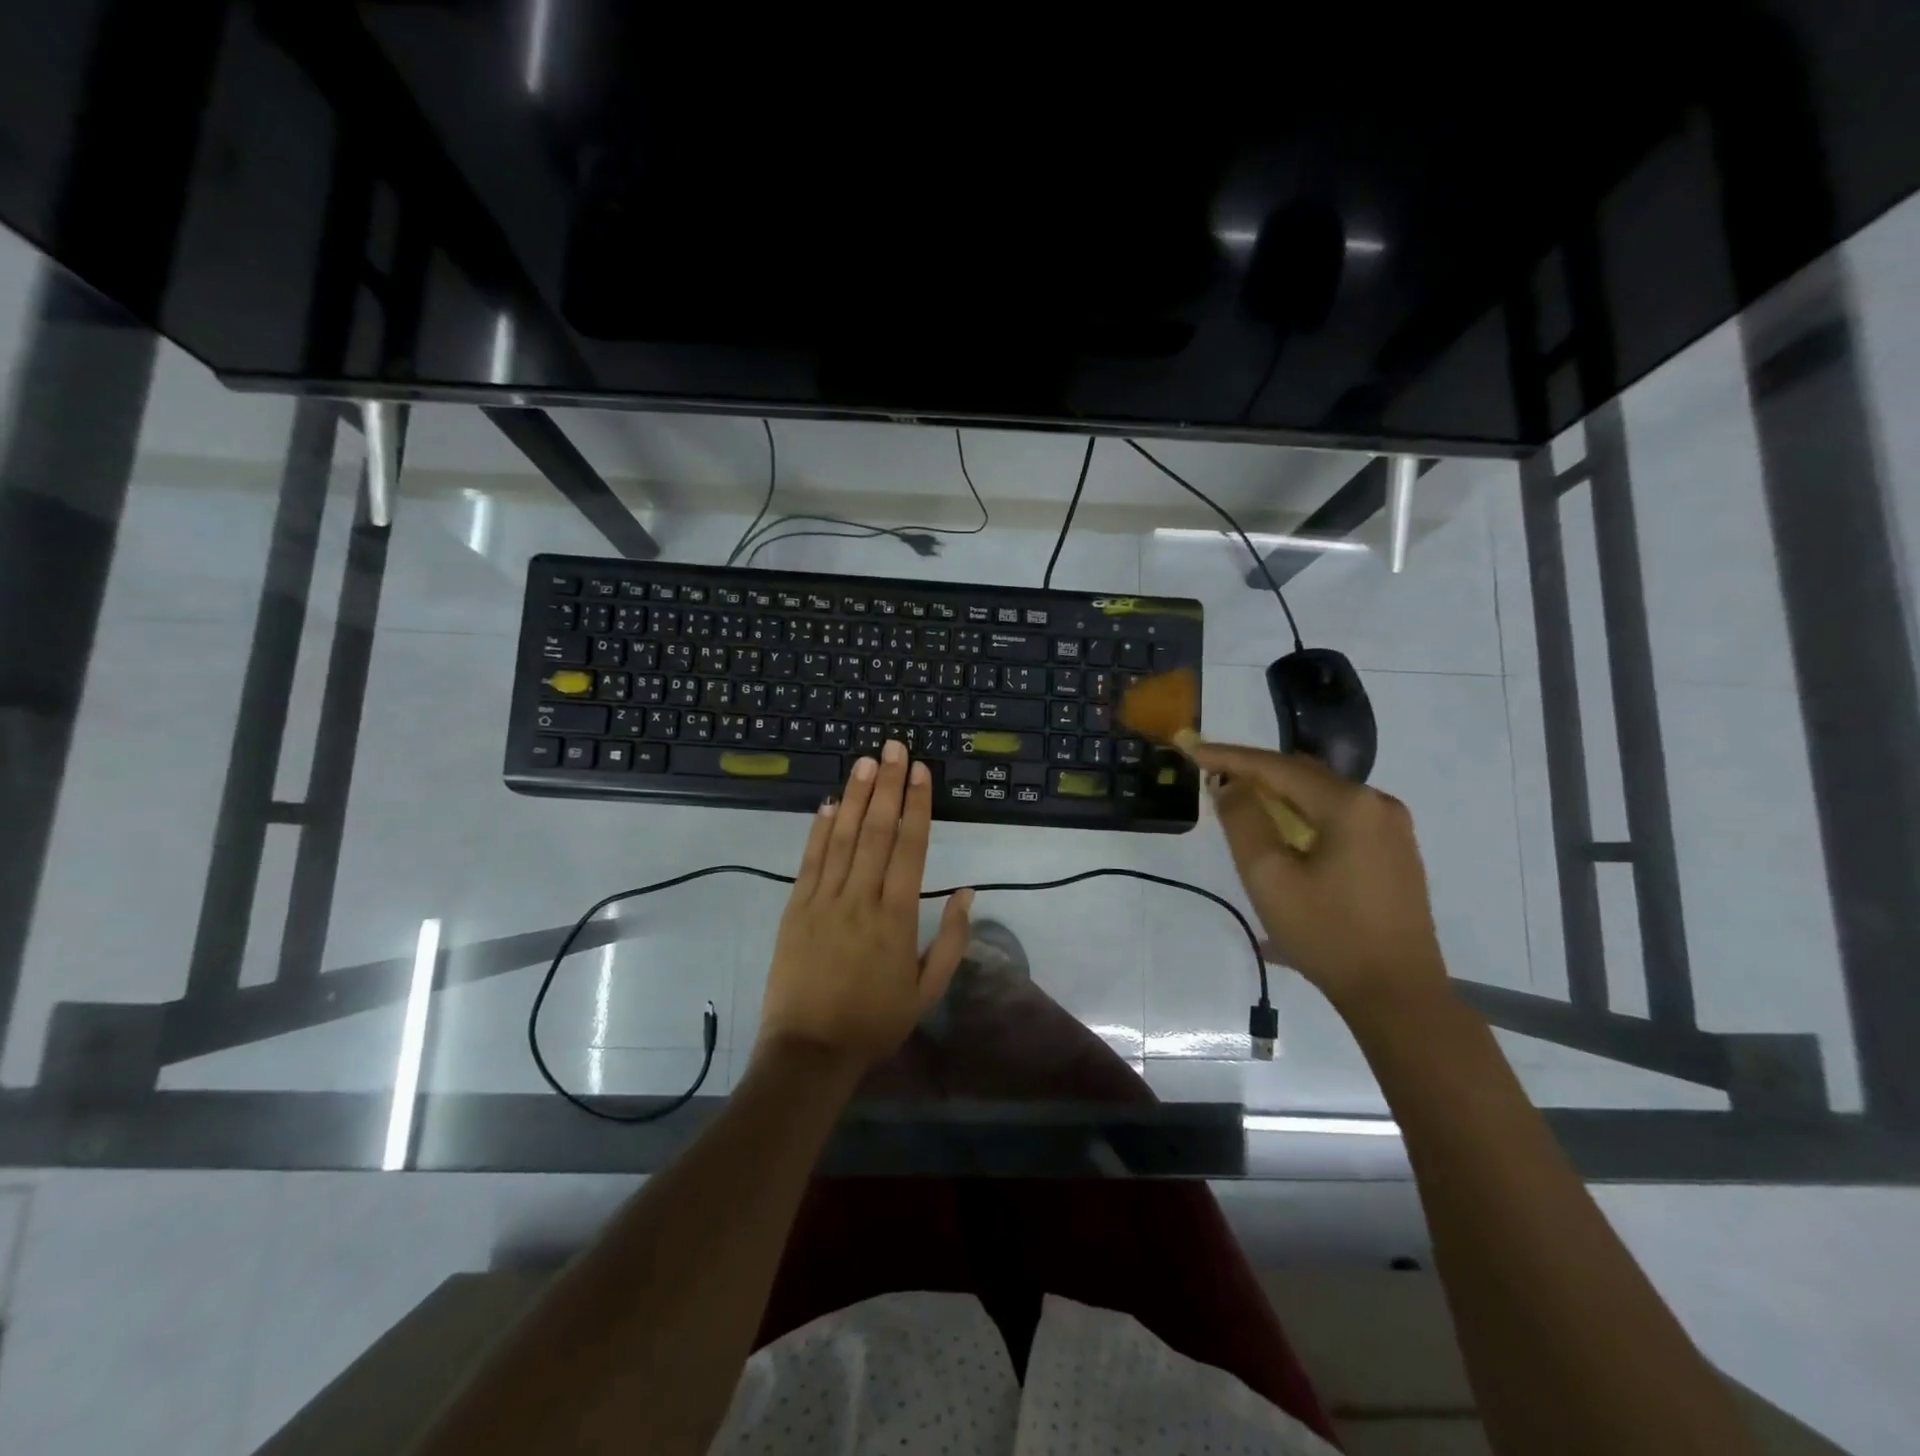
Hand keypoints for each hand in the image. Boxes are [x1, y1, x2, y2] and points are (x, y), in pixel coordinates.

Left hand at [756, 740, 974, 1075]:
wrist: (810, 1051)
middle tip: (893, 748)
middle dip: (887, 786)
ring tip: (864, 762)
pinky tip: (826, 804)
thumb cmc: (875, 1021)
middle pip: (876, 831)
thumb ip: (950, 939)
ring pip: (841, 838)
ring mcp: (823, 900)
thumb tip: (966, 891)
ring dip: (854, 797)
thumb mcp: (927, 990)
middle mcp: (860, 899)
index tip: (920, 771)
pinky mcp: (795, 908)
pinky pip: (809, 861)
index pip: (910, 847)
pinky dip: (818, 830)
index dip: (916, 805)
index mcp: (897, 917)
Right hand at [1191, 741, 1446, 1012]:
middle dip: (1255, 772)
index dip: (1231, 757)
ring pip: (1322, 794)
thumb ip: (1243, 821)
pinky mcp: (1395, 851)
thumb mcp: (1269, 877)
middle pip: (1303, 774)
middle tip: (1211, 774)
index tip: (1193, 750)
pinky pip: (1340, 815)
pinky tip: (1282, 830)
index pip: (1277, 767)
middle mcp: (1377, 803)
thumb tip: (1229, 784)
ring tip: (1239, 800)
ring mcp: (1392, 828)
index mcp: (1349, 804)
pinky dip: (1304, 813)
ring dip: (1279, 793)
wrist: (1397, 994)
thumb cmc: (1327, 934)